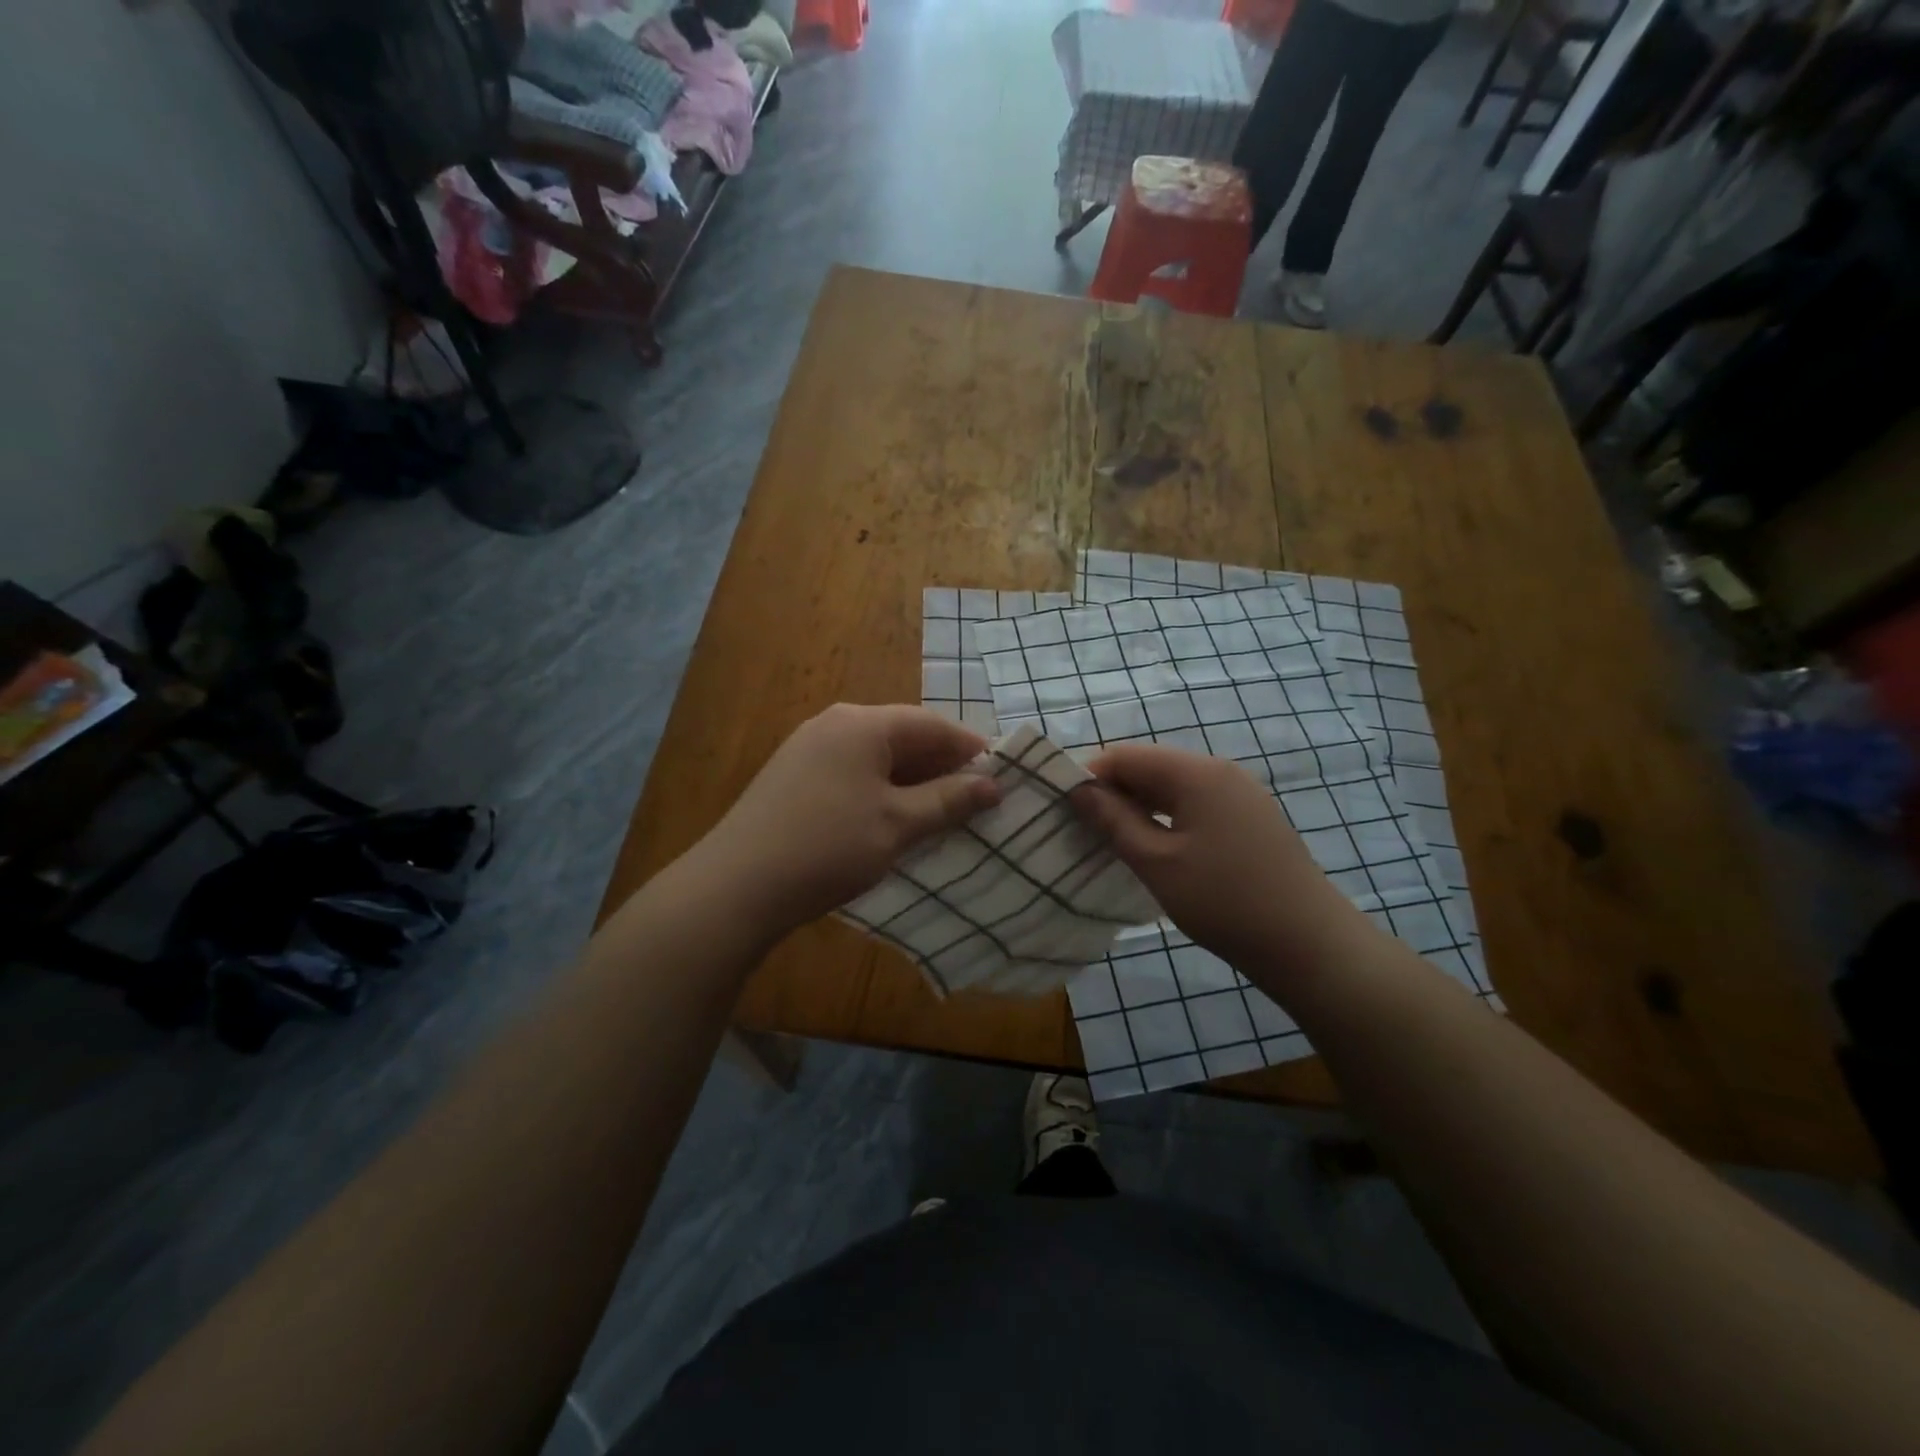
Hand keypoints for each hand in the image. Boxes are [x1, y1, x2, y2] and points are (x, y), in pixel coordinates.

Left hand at [691, 704, 1001, 935]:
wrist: (737, 886)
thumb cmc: (829, 846)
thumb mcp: (898, 824)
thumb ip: (948, 800)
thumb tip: (994, 784)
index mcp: (863, 724)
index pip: (931, 725)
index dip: (969, 749)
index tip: (1000, 778)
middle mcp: (834, 723)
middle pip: (903, 736)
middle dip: (941, 767)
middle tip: (974, 801)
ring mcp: (808, 748)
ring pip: (876, 757)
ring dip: (911, 781)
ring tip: (939, 814)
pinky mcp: (792, 776)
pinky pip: (851, 772)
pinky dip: (880, 790)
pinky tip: (891, 820)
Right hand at [1072, 743, 1369, 986]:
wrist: (1309, 945)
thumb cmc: (1224, 901)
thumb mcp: (1157, 862)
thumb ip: (1114, 820)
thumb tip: (1078, 789)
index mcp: (1196, 773)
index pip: (1126, 756)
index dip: (1089, 775)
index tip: (1063, 809)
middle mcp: (1220, 772)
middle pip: (1150, 767)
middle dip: (1112, 792)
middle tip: (1082, 829)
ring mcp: (1239, 794)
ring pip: (1172, 788)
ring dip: (1138, 807)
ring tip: (1111, 841)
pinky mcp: (1249, 819)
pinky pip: (1194, 805)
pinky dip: (1166, 819)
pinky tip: (1153, 848)